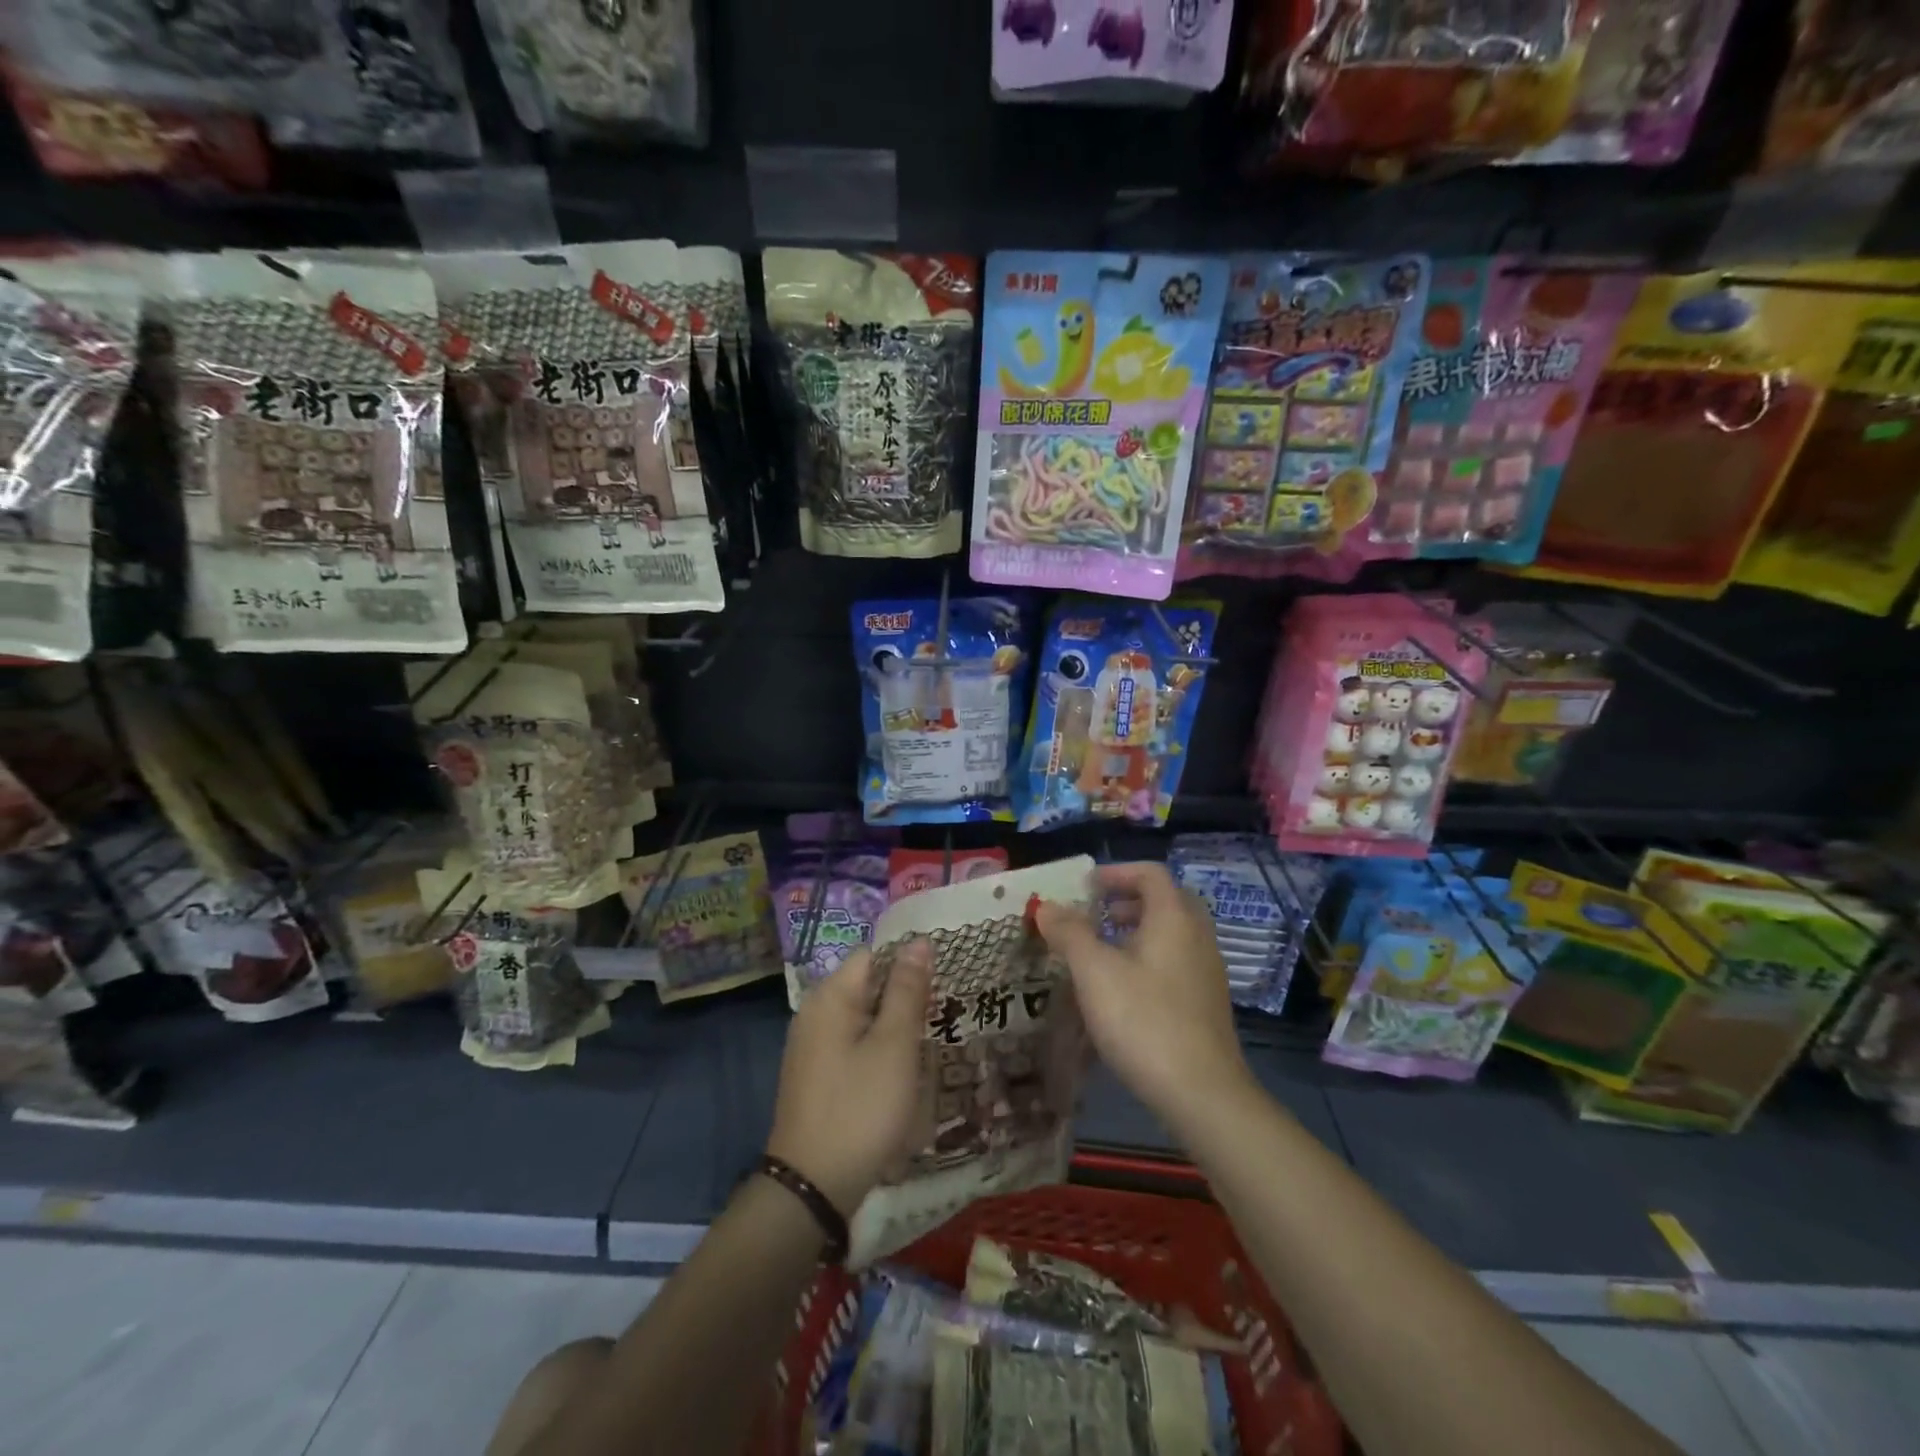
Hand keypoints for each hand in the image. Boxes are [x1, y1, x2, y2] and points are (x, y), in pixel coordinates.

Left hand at [766, 939, 931, 1214]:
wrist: (812, 1188)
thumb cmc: (860, 1109)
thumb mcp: (894, 1046)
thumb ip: (907, 991)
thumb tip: (918, 942)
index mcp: (830, 996)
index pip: (874, 955)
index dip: (909, 963)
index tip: (941, 984)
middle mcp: (814, 1012)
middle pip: (867, 985)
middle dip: (904, 997)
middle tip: (940, 1016)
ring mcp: (811, 1046)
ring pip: (862, 1017)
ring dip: (894, 1027)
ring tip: (927, 1045)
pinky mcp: (815, 1075)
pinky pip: (852, 1044)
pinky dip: (877, 1050)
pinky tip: (899, 1074)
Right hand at [1036, 862, 1252, 1126]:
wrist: (1202, 1093)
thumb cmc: (1144, 1020)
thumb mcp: (1094, 972)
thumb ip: (1069, 933)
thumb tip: (1047, 906)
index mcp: (1174, 917)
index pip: (1149, 873)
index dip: (1115, 872)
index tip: (1084, 887)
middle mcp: (1197, 935)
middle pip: (1164, 900)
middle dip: (1125, 900)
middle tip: (1093, 915)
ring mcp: (1207, 970)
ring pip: (1170, 932)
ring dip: (1135, 930)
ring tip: (1100, 951)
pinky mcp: (1206, 1002)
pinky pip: (1175, 960)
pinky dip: (1148, 957)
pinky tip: (1122, 989)